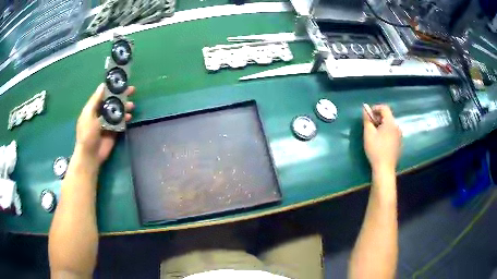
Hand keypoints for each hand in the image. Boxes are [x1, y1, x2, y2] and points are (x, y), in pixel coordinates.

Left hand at [75, 83, 134, 165]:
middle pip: (113, 101)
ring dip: (125, 106)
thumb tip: (103, 85)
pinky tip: (130, 116)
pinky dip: (126, 118)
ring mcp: (108, 122)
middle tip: (132, 90)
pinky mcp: (114, 131)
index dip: (112, 87)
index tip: (121, 81)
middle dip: (122, 95)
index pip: (103, 94)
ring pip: (118, 111)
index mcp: (93, 108)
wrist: (91, 155)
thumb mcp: (88, 114)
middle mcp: (101, 113)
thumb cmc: (87, 133)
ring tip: (132, 105)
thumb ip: (95, 100)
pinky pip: (121, 121)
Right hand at [363, 105, 401, 172]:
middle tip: (369, 125)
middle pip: (388, 116)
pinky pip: (392, 133)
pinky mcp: (399, 144)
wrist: (385, 168)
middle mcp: (397, 127)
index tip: (368, 115)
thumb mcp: (368, 133)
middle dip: (378, 118)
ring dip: (382, 126)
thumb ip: (367, 119)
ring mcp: (400, 136)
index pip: (384, 108)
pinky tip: (381, 142)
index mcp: (391, 123)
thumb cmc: (376, 149)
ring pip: (390, 125)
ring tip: (374, 134)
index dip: (375, 108)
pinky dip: (386, 133)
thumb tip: (365, 109)